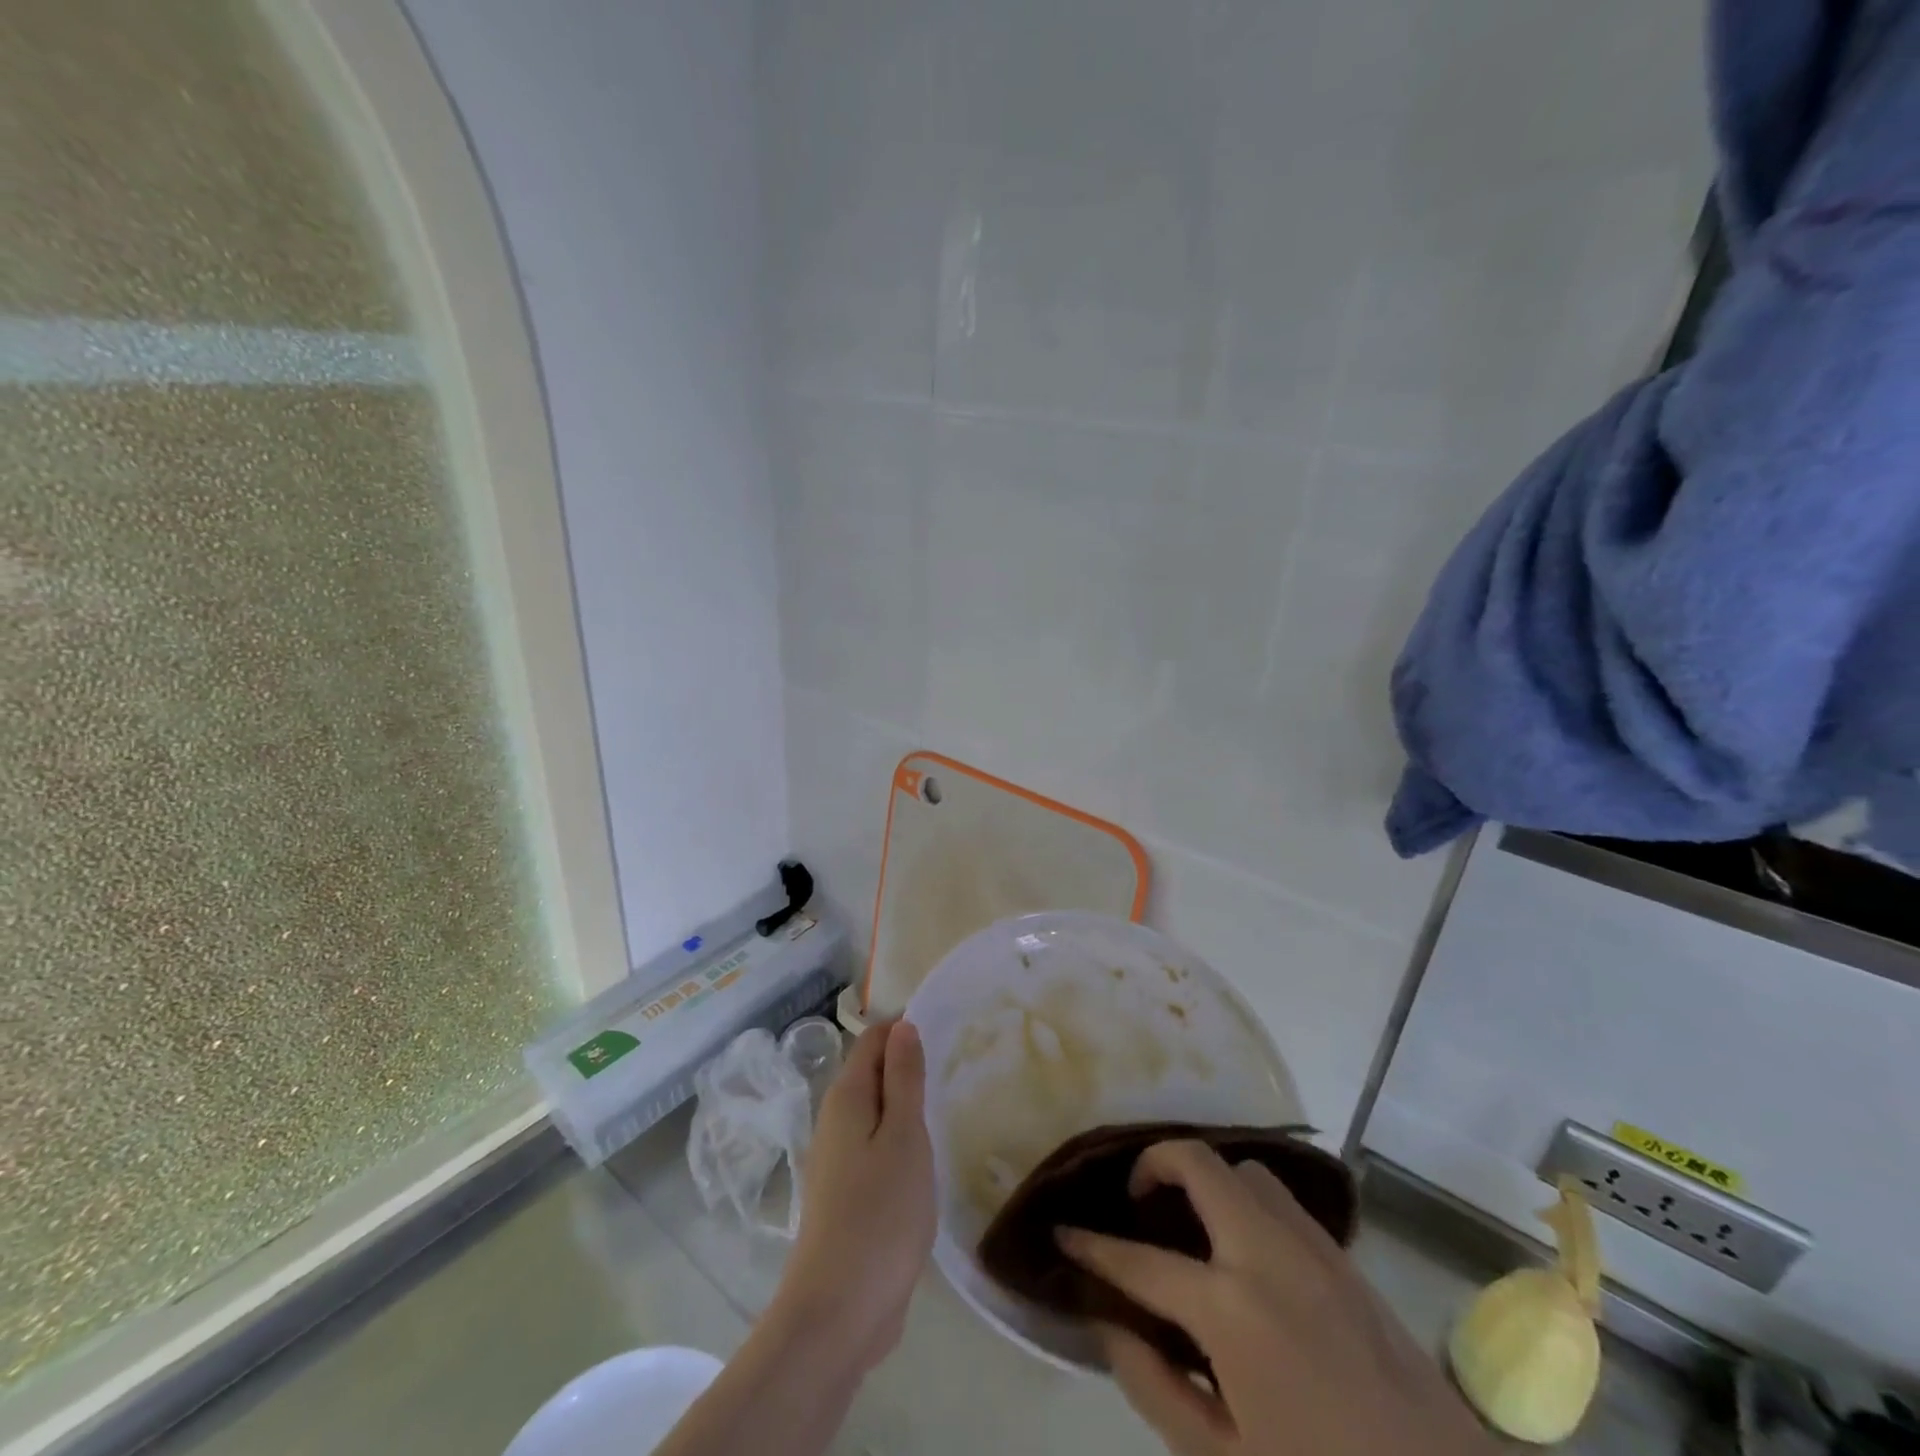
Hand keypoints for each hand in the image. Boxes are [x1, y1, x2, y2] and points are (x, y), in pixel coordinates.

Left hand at [772, 1020, 935, 1371]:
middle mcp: (835, 1121)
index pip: (873, 1040)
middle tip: (955, 1065)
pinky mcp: (847, 1195)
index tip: (946, 1030)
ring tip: (947, 1103)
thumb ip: (904, 1079)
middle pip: (872, 1073)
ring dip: (906, 1104)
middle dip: (907, 1064)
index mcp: (846, 1098)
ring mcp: (838, 1161)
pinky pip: (876, 1147)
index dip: (905, 1029)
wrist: (838, 1313)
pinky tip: (926, 1156)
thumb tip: (902, 1026)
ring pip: (875, 1112)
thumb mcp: (904, 1137)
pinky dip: (900, 1139)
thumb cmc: (879, 1214)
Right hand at [1060, 1140, 1496, 1455]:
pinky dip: (1245, 1201)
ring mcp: (1314, 1247)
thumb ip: (1152, 1384)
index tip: (1063, 1230)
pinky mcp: (1346, 1258)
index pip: (1140, 1261)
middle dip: (1153, 1164)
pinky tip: (1242, 1249)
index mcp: (1231, 1309)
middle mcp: (1268, 1253)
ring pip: (1243, 1170)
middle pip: (1198, 1163)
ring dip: (1206, 1180)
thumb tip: (1107, 1319)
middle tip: (1135, 1201)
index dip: (1093, 1246)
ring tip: (1189, 1221)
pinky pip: (1281, 1201)